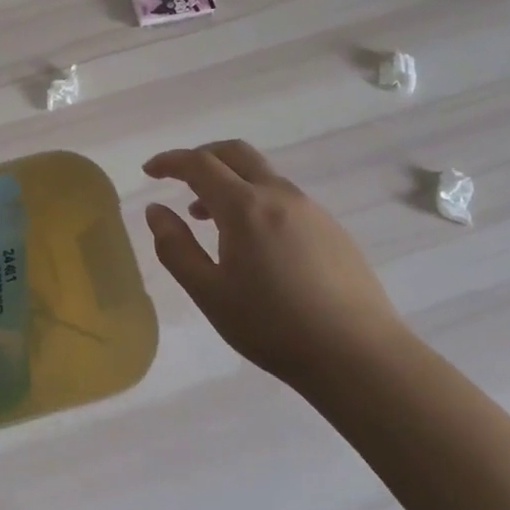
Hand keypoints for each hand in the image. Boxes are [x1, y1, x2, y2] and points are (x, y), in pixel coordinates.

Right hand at [143, 140, 407, 388]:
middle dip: (202, 157)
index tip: (149, 171)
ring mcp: (311, 209)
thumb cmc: (273, 326)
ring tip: (209, 218)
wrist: (360, 356)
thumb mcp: (209, 293)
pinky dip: (255, 199)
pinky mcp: (332, 228)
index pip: (199, 164)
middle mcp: (279, 195)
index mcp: (244, 206)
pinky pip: (283, 196)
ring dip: (229, 182)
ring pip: (261, 175)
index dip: (170, 161)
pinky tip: (253, 241)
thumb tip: (156, 210)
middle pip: (235, 153)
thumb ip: (175, 247)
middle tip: (179, 179)